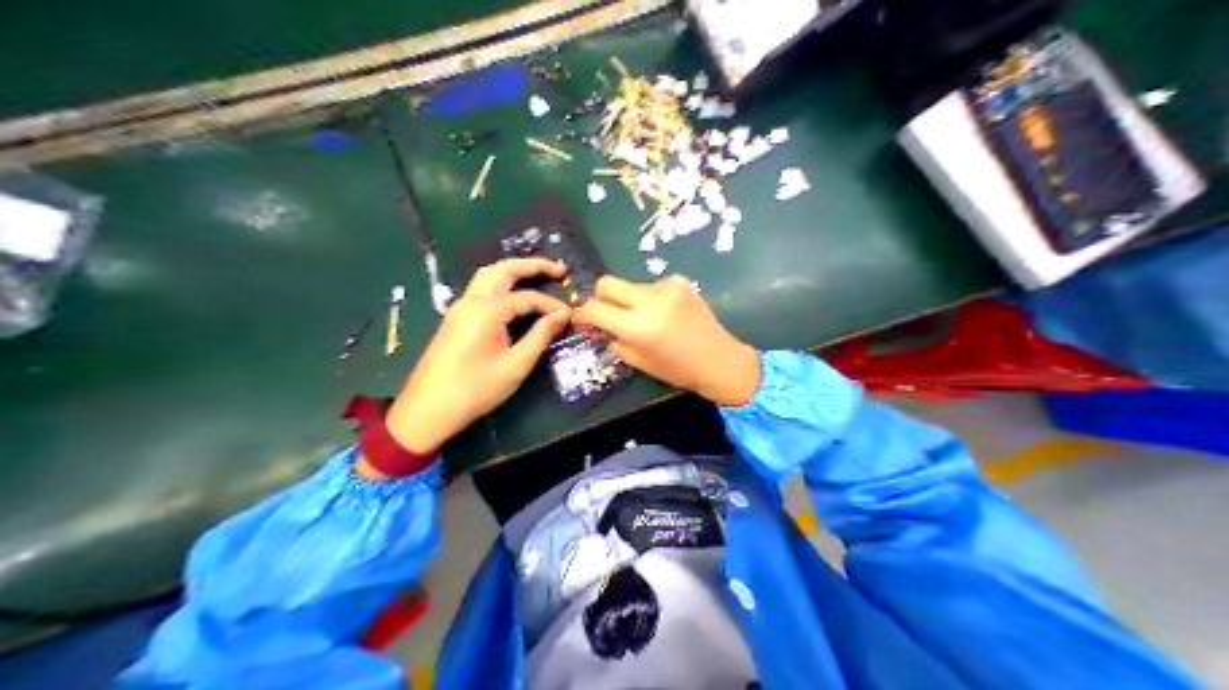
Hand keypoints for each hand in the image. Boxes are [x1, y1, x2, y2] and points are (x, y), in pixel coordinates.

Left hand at [367, 258, 572, 474]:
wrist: (429, 408)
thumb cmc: (476, 389)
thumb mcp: (516, 365)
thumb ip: (540, 336)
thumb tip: (561, 315)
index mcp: (487, 310)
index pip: (527, 297)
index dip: (551, 305)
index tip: (570, 316)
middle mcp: (471, 301)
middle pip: (503, 270)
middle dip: (532, 265)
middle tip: (559, 269)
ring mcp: (459, 308)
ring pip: (488, 275)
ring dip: (513, 270)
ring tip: (537, 274)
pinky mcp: (455, 318)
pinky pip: (480, 288)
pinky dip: (500, 282)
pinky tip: (513, 294)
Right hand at [574, 271, 758, 405]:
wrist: (719, 360)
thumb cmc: (677, 369)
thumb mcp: (639, 361)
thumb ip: (612, 340)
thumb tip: (594, 326)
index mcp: (639, 327)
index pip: (595, 310)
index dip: (582, 314)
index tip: (580, 319)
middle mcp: (651, 301)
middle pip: (607, 283)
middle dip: (599, 297)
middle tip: (605, 313)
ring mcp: (667, 287)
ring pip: (630, 285)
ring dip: (627, 300)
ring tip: (643, 319)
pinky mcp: (679, 282)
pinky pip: (650, 285)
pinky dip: (648, 298)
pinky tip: (663, 313)